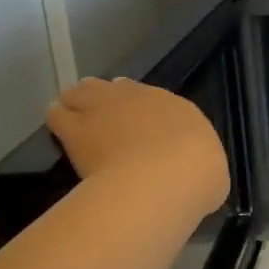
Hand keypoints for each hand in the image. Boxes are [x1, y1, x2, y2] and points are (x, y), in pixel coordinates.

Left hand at [46, 77, 229, 216]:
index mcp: (177, 108)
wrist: (164, 179)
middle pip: (116, 88)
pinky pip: (57, 115)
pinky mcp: (74, 128)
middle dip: (111, 102)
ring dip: (81, 104)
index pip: (153, 99)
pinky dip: (59, 122)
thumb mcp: (210, 175)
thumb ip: (195, 169)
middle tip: (109, 126)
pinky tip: (61, 136)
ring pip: (82, 91)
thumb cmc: (198, 177)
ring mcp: (104, 108)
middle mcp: (140, 98)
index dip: (143, 112)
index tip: (139, 127)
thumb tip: (193, 179)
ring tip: (79, 125)